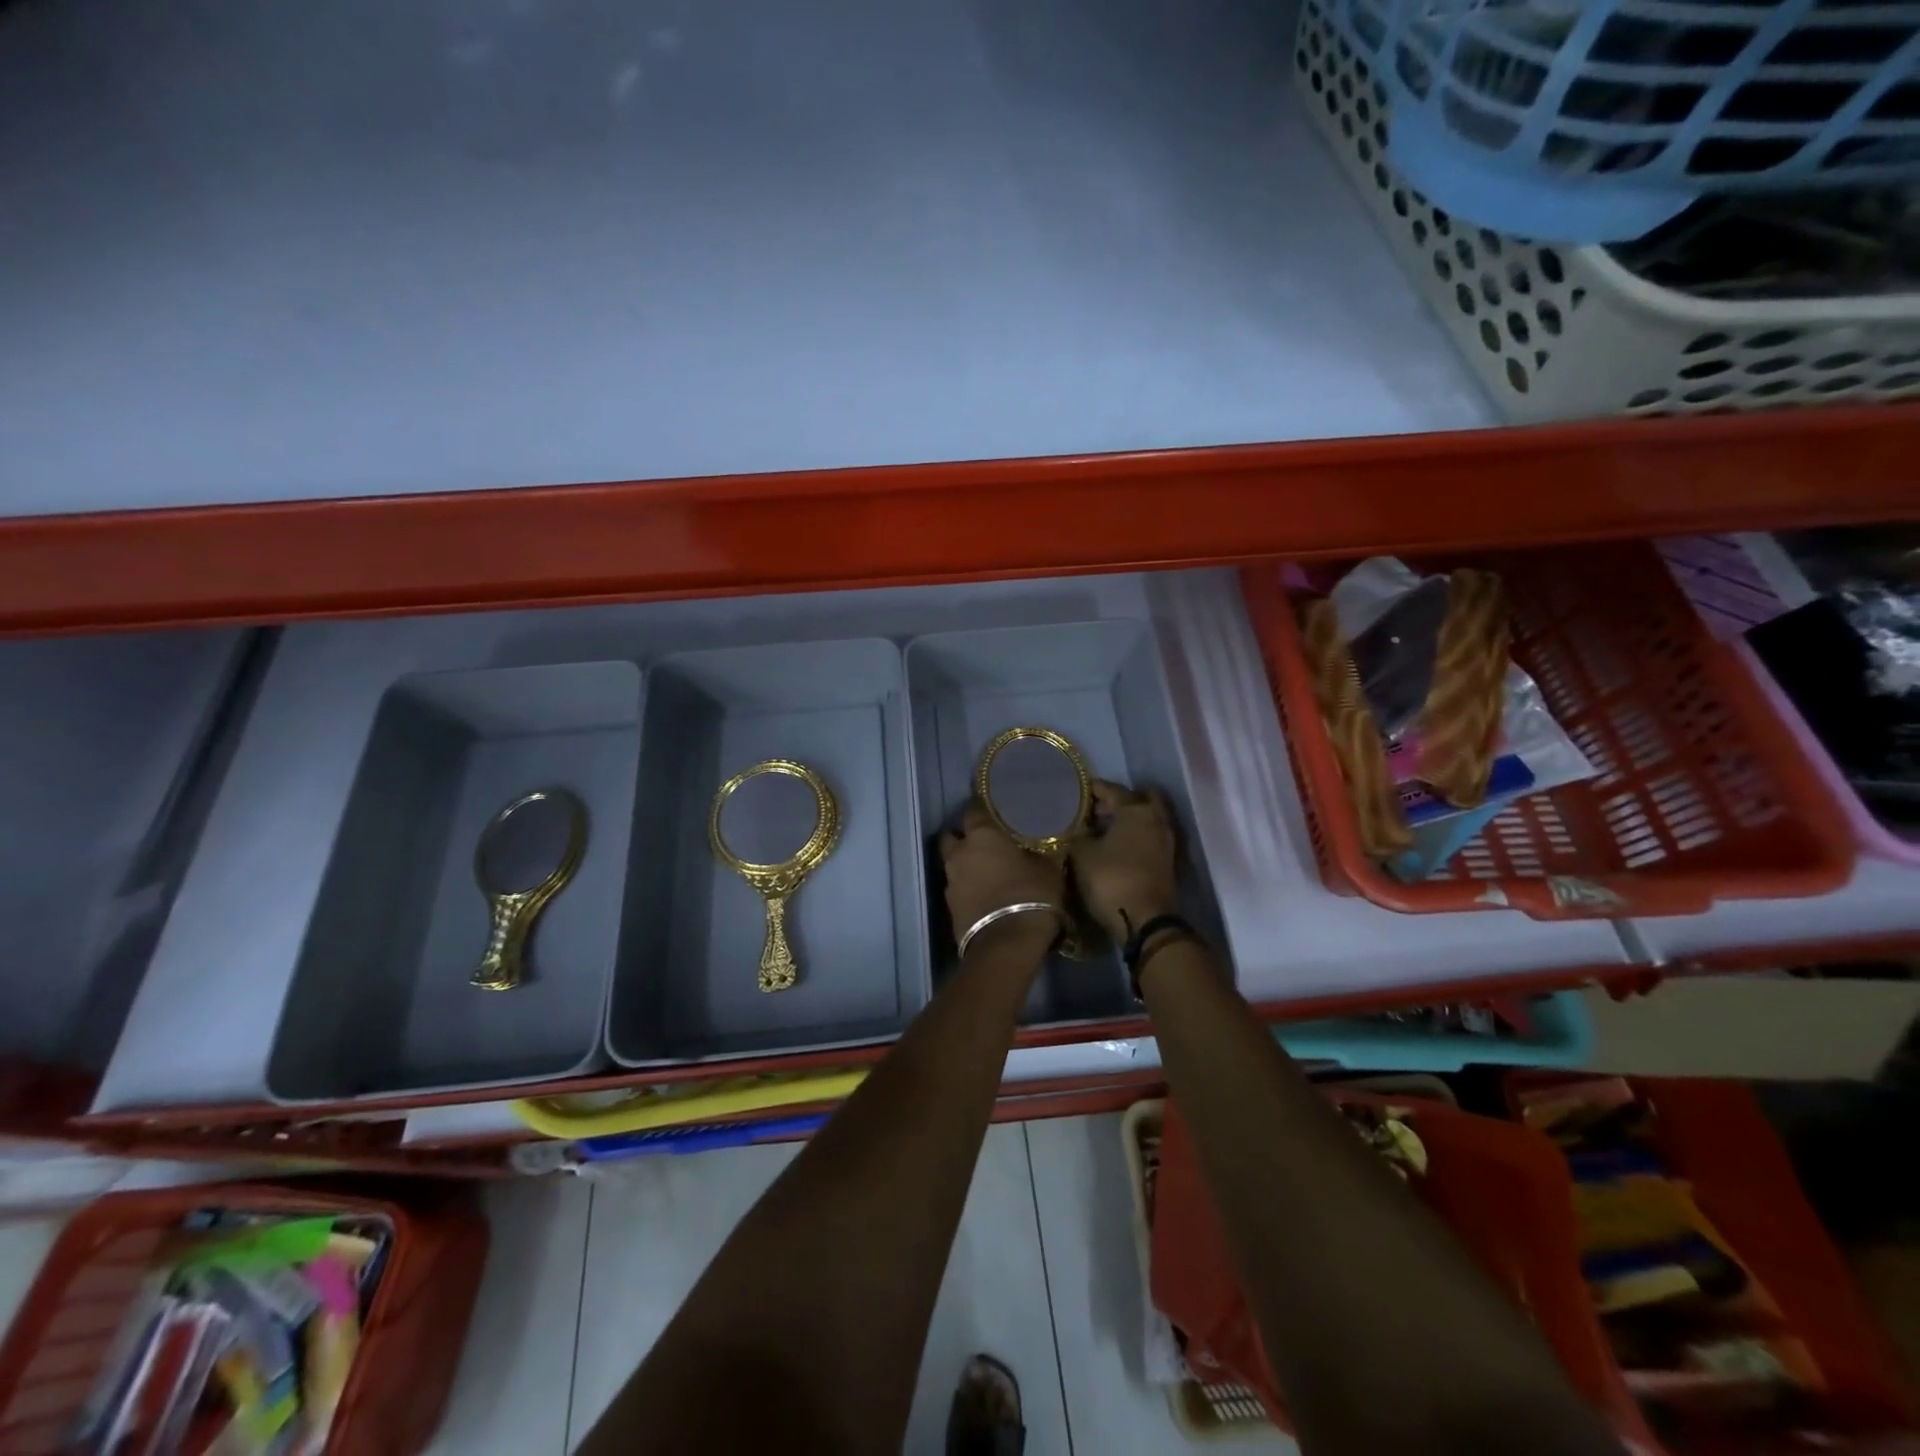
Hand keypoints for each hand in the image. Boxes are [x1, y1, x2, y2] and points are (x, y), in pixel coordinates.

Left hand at [938, 800, 1064, 955]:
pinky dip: (968, 887)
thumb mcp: (1047, 868)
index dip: (982, 808)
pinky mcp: (949, 907)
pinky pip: (957, 888)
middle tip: (985, 842)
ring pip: (953, 863)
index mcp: (982, 835)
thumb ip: (1035, 851)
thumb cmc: (1031, 895)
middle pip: (952, 836)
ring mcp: (951, 881)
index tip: (994, 809)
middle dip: (963, 836)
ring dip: (965, 864)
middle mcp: (960, 853)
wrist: (1006, 944)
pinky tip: (985, 894)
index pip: (973, 809)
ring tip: (987, 871)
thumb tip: (1035, 846)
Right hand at [1070, 780, 1178, 942]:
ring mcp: (1166, 841)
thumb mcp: (1082, 855)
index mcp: (1136, 810)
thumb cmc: (1111, 880)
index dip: (1094, 789)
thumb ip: (1079, 835)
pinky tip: (1116, 846)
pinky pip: (1150, 836)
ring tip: (1104, 829)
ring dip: (1130, 819)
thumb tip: (1081, 830)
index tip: (1079, 790)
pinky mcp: (1167, 861)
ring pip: (1148, 818)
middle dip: (1120, 800)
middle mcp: (1157, 819)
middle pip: (1140, 798)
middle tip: (1098, 810)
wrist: (1145, 921)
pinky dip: (1136, 835)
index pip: (1113, 789)